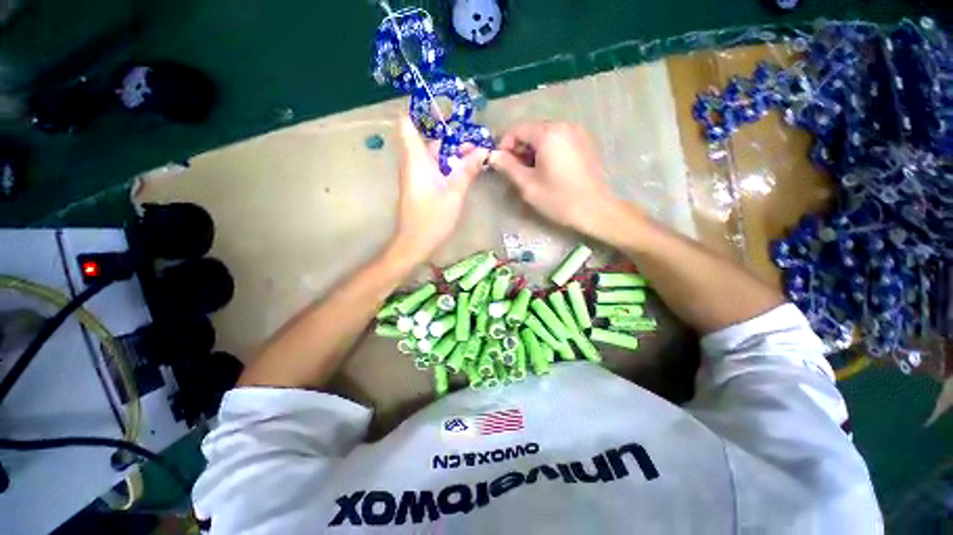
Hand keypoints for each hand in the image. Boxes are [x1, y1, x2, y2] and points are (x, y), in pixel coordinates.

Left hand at [391, 117, 489, 260]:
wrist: (415, 242)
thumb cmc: (432, 218)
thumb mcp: (454, 193)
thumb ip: (467, 170)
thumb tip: (482, 151)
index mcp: (416, 159)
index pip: (408, 124)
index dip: (420, 111)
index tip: (442, 107)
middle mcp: (414, 162)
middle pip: (429, 139)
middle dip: (451, 136)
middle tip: (475, 141)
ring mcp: (417, 174)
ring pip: (434, 154)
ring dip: (453, 152)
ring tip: (476, 154)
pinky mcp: (421, 185)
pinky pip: (435, 167)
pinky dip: (449, 165)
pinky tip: (466, 170)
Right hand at [489, 122, 636, 235]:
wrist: (595, 209)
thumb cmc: (558, 199)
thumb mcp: (528, 185)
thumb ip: (508, 167)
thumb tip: (493, 156)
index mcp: (549, 134)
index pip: (518, 129)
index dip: (505, 145)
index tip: (501, 164)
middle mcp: (564, 126)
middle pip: (532, 130)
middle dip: (519, 148)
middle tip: (514, 170)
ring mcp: (577, 133)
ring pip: (546, 136)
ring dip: (533, 150)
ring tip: (530, 172)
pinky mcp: (585, 143)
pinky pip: (559, 141)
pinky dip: (547, 151)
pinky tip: (547, 170)